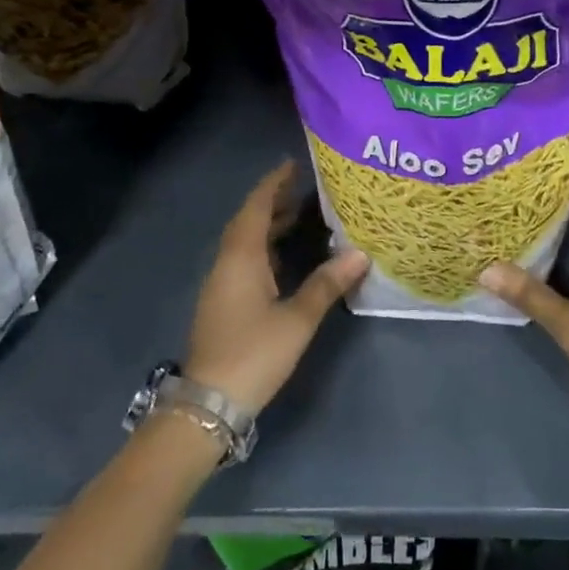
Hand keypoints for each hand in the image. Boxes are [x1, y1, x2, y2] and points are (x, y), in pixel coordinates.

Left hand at [183, 161, 368, 416]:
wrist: (209, 404)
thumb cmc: (253, 354)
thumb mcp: (297, 319)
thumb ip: (326, 284)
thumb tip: (360, 254)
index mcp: (241, 259)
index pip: (256, 208)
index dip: (273, 184)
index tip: (293, 164)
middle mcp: (227, 264)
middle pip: (248, 222)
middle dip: (274, 201)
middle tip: (306, 187)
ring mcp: (222, 285)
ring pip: (246, 243)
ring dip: (269, 225)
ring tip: (302, 214)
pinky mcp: (224, 303)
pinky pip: (245, 260)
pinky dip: (266, 247)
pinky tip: (287, 256)